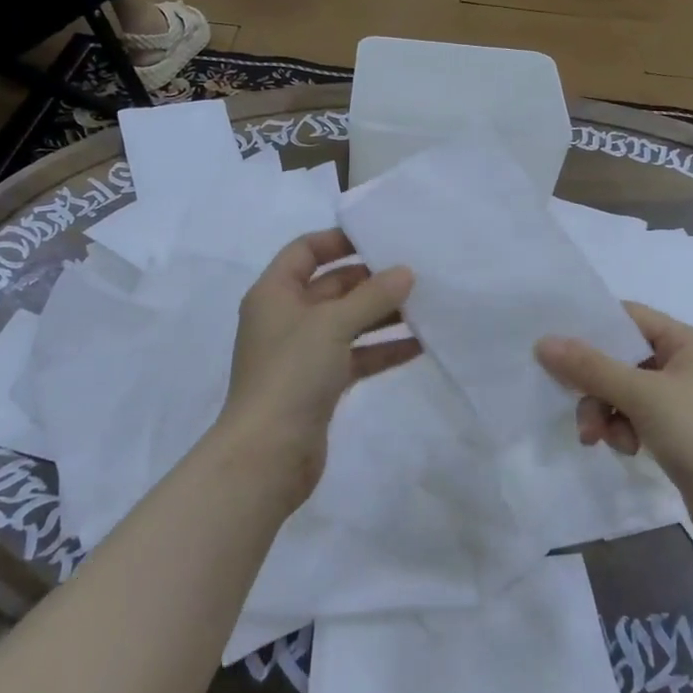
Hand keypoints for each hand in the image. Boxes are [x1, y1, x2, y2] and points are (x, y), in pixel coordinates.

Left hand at [216, 229, 417, 507]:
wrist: (267, 455)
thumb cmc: (292, 373)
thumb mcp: (333, 324)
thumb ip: (372, 296)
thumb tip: (405, 272)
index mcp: (275, 293)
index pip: (305, 251)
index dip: (338, 240)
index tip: (378, 238)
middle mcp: (286, 317)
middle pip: (331, 286)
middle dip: (370, 280)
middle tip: (414, 271)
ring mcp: (303, 353)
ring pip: (347, 322)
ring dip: (381, 314)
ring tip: (425, 305)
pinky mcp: (319, 384)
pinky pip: (355, 356)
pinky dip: (382, 349)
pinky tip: (419, 345)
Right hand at [535, 302, 692, 554]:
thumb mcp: (641, 395)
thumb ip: (590, 367)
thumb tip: (543, 343)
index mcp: (688, 342)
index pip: (629, 317)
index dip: (593, 329)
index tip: (557, 347)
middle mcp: (688, 364)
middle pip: (622, 358)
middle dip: (596, 385)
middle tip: (576, 408)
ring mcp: (685, 400)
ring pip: (625, 392)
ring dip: (606, 412)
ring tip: (599, 439)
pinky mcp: (681, 433)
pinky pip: (638, 417)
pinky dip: (624, 430)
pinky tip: (626, 450)